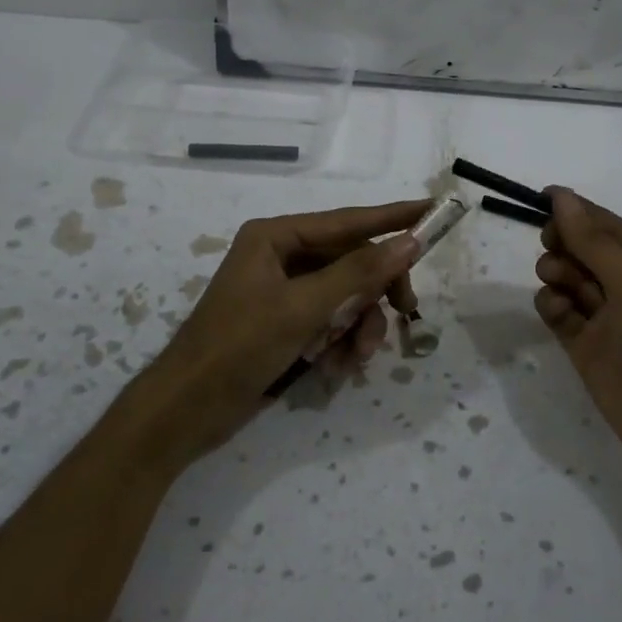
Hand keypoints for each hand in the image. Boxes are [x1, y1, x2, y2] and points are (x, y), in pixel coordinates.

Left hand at [134, 200, 428, 468]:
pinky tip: (336, 368)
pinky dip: (340, 343)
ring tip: (357, 358)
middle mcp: (282, 257)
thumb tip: (408, 241)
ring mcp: (284, 292)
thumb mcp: (303, 308)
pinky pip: (330, 322)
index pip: (347, 221)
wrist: (188, 410)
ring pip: (345, 297)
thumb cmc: (239, 347)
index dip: (393, 217)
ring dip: (359, 326)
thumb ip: (358, 273)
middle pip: (351, 262)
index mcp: (276, 237)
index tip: (434, 210)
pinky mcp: (286, 324)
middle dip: (375, 292)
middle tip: (406, 310)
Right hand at [534, 187, 621, 495]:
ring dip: (558, 272)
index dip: (577, 210)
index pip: (610, 226)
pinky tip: (556, 309)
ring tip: (558, 283)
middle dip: (565, 243)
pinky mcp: (588, 347)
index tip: (541, 196)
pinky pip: (561, 313)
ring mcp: (609, 319)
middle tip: (551, 246)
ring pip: (570, 279)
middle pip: (585, 250)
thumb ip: (594, 242)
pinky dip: (553, 305)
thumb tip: (562, 197)